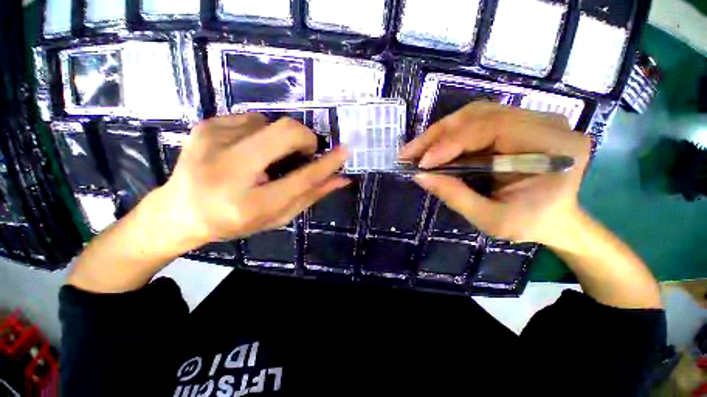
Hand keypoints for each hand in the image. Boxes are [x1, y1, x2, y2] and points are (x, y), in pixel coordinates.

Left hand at [156, 113, 349, 250]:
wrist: (179, 211)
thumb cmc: (234, 221)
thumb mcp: (277, 216)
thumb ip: (310, 195)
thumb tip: (341, 178)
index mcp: (250, 203)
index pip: (301, 177)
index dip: (327, 163)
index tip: (345, 151)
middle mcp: (229, 168)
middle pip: (286, 132)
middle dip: (305, 139)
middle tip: (304, 153)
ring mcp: (213, 140)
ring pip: (271, 122)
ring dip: (280, 139)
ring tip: (266, 158)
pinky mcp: (206, 125)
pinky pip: (252, 118)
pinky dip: (261, 132)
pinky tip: (248, 150)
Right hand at [399, 102, 591, 246]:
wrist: (556, 218)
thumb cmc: (530, 223)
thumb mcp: (491, 219)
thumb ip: (455, 196)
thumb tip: (419, 175)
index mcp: (552, 147)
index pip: (493, 128)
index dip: (451, 143)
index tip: (421, 163)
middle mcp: (546, 123)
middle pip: (480, 114)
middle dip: (437, 135)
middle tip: (408, 153)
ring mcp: (532, 119)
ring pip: (474, 114)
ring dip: (440, 133)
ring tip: (417, 150)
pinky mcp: (517, 123)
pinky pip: (477, 121)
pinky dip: (450, 135)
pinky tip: (433, 147)